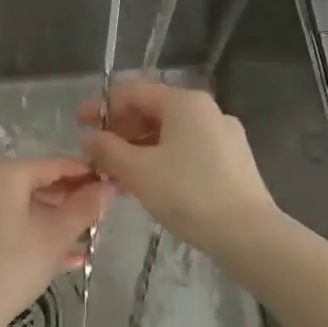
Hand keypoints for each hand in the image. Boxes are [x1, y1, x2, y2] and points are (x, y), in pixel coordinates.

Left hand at [0, 158, 112, 326]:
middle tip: (103, 215)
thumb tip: (107, 187)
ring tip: (91, 237)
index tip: (112, 184)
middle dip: (71, 200)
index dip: (85, 173)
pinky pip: (11, 225)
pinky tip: (67, 258)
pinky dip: (36, 235)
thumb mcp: (55, 236)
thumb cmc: (12, 266)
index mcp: (3, 175)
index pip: (53, 165)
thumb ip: (84, 208)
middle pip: (37, 184)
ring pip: (25, 208)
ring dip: (57, 221)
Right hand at [79, 80, 277, 253]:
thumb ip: (108, 149)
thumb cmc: (188, 194)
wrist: (248, 235)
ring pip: (169, 134)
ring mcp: (222, 136)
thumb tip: (90, 136)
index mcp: (184, 102)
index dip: (101, 107)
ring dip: (137, 149)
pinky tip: (146, 186)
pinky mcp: (231, 161)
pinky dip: (161, 161)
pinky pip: (186, 151)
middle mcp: (206, 110)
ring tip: (115, 175)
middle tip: (96, 155)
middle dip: (120, 131)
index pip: (132, 91)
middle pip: (152, 111)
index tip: (79, 126)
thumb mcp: (138, 171)